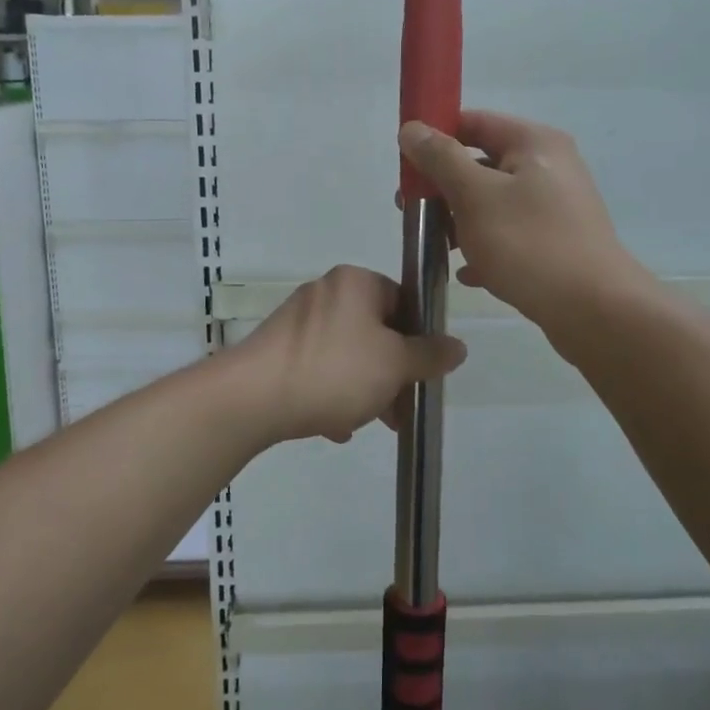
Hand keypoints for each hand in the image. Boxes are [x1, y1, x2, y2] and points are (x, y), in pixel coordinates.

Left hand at [231, 265, 465, 444]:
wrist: (252, 399)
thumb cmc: (334, 371)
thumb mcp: (395, 364)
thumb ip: (429, 355)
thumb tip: (458, 346)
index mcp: (355, 282)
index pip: (403, 301)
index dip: (419, 339)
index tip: (423, 374)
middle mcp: (325, 293)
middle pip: (376, 332)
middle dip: (391, 374)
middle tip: (399, 410)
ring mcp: (297, 322)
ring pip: (347, 355)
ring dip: (364, 389)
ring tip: (365, 423)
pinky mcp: (277, 350)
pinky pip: (318, 369)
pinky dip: (331, 394)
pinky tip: (334, 427)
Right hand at [399, 111, 648, 333]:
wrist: (594, 310)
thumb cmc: (529, 244)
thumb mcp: (475, 196)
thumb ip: (441, 159)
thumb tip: (411, 127)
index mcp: (534, 142)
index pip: (474, 121)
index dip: (436, 137)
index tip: (405, 167)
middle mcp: (550, 166)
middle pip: (482, 163)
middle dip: (444, 187)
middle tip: (411, 211)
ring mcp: (556, 207)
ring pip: (494, 203)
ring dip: (461, 220)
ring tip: (437, 246)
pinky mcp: (557, 242)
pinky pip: (511, 235)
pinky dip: (486, 247)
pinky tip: (467, 274)